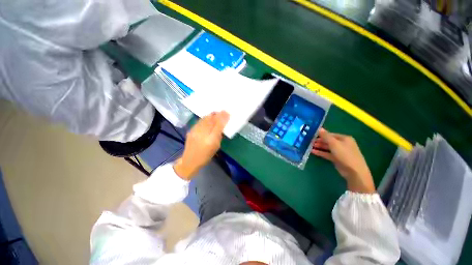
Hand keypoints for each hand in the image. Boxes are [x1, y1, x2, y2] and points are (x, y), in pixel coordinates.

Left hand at [174, 111, 229, 179]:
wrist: (190, 161)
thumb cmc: (206, 156)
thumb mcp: (216, 147)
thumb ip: (219, 136)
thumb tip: (222, 126)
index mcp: (211, 140)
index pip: (218, 126)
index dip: (223, 118)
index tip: (227, 112)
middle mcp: (203, 134)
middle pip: (211, 120)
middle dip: (218, 114)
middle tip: (223, 111)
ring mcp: (195, 131)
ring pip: (205, 119)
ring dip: (211, 115)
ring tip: (216, 113)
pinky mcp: (191, 130)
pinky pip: (200, 121)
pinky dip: (205, 118)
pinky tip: (208, 117)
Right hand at [312, 128, 374, 193]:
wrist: (354, 171)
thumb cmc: (345, 154)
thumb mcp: (334, 143)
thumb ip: (326, 136)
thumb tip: (319, 128)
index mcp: (344, 138)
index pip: (330, 134)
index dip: (321, 134)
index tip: (312, 135)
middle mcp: (342, 144)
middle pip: (328, 141)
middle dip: (319, 141)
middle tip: (309, 141)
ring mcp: (339, 152)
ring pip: (327, 147)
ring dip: (319, 146)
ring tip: (309, 146)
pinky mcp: (336, 159)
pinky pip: (327, 154)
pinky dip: (320, 152)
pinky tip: (312, 151)